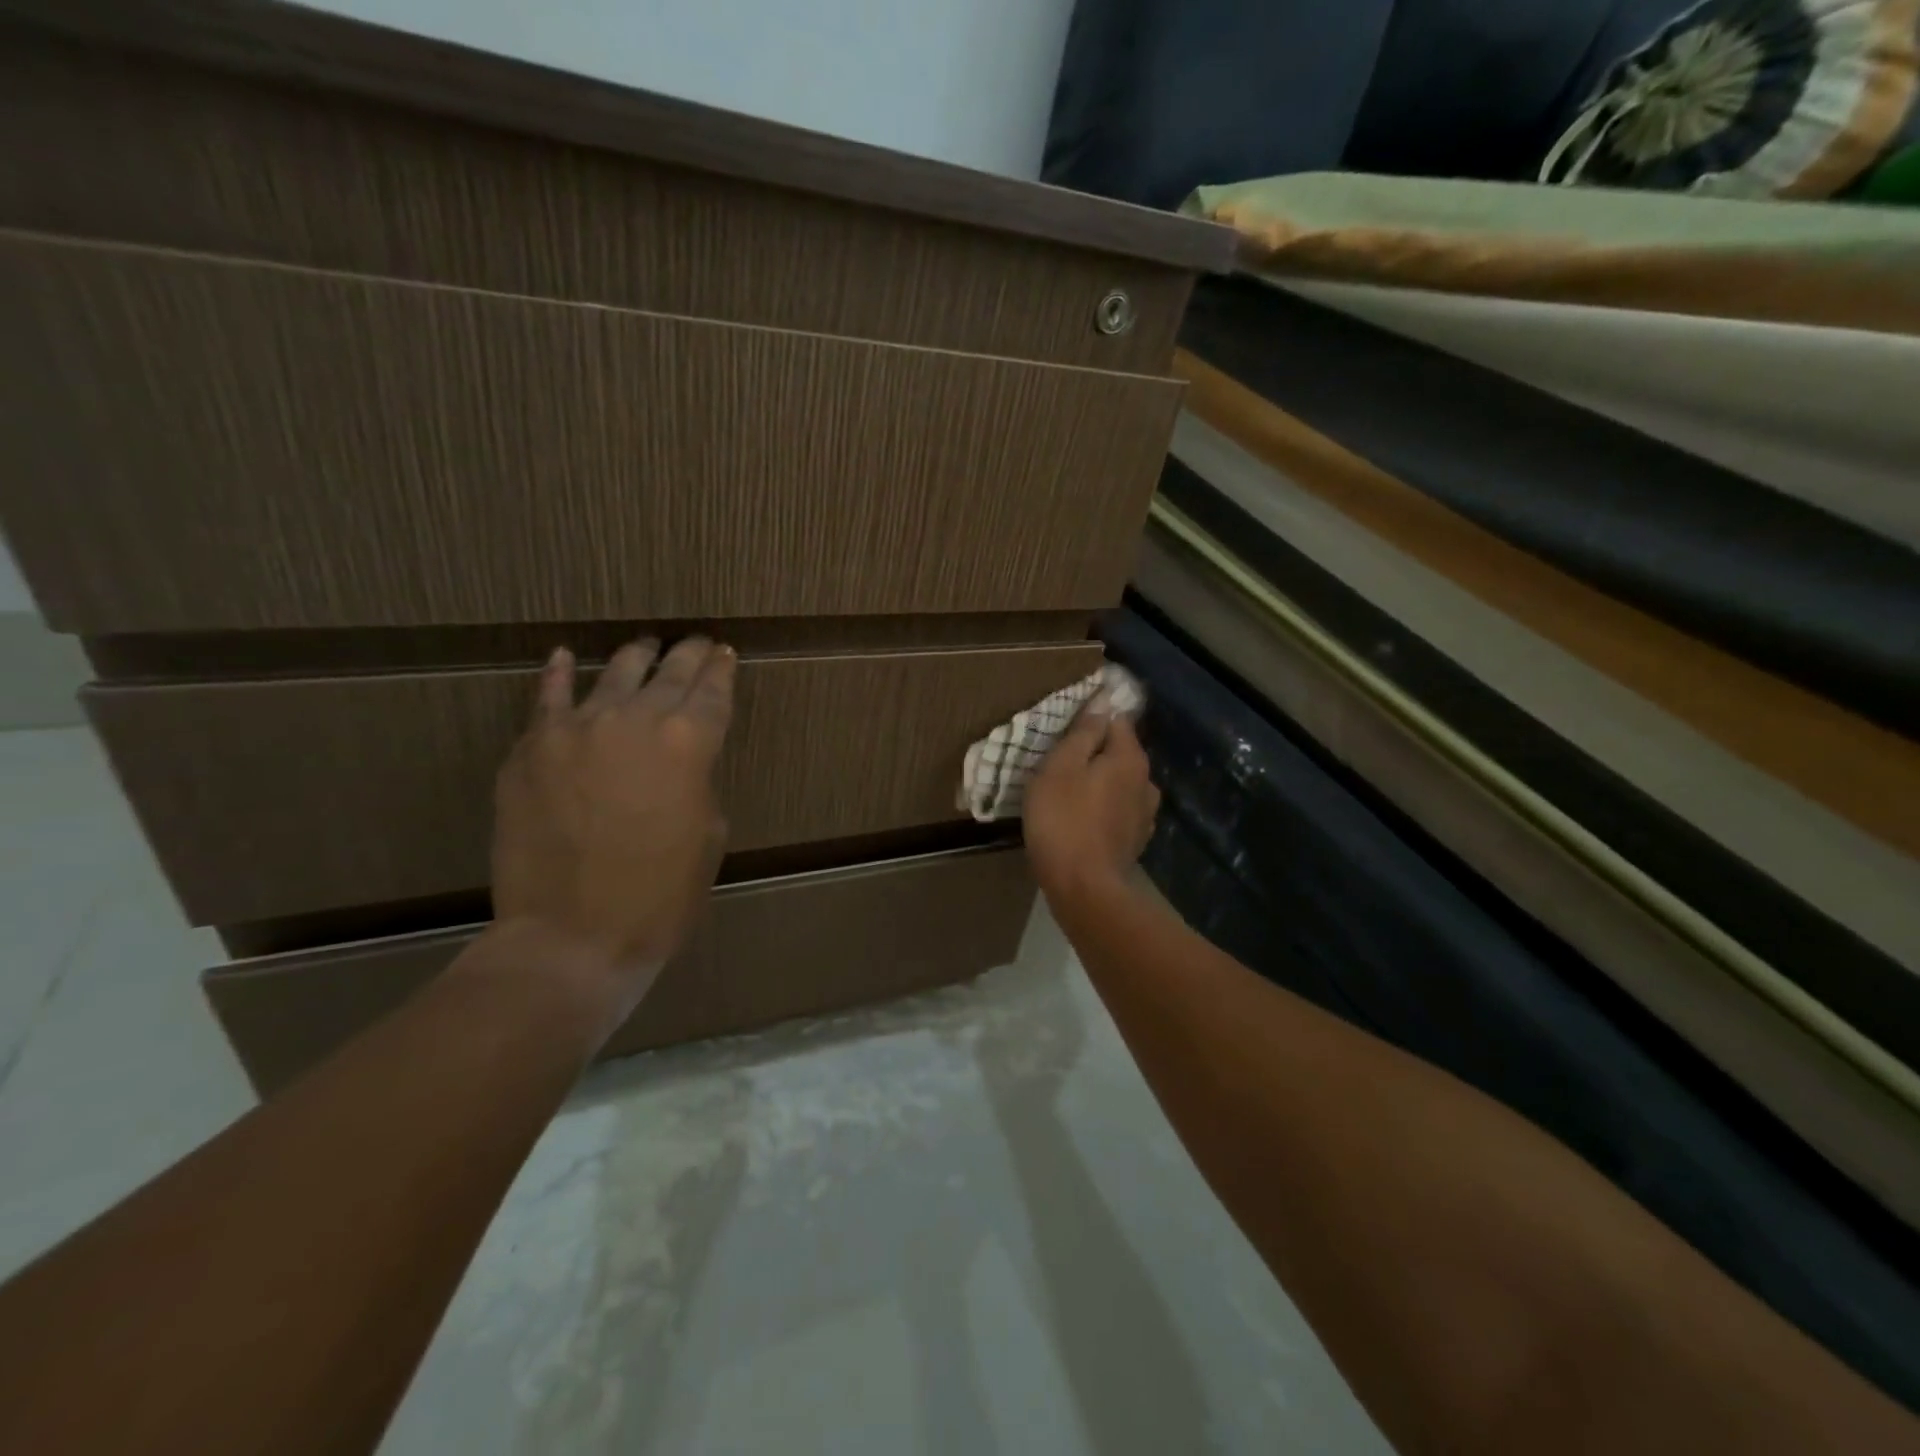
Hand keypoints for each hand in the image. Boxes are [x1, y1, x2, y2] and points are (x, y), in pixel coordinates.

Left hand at [491, 636, 735, 995]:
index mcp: (690, 742)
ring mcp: (576, 728)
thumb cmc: (660, 896)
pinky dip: (557, 674)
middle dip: (687, 654)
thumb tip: (681, 760)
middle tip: (696, 643)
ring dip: (636, 657)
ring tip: (645, 647)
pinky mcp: (531, 748)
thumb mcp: (708, 833)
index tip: (725, 653)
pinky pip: (547, 698)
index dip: (722, 669)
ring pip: (613, 673)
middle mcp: (636, 719)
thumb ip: (697, 780)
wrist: (572, 936)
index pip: (713, 690)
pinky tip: (564, 656)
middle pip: (668, 672)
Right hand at [1024, 695, 1159, 906]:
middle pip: (1119, 753)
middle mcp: (1146, 781)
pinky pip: (1118, 812)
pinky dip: (1103, 809)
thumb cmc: (1064, 820)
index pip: (1116, 719)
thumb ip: (1083, 733)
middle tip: (1059, 760)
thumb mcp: (1061, 767)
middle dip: (1094, 752)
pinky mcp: (1134, 841)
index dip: (1091, 717)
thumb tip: (1103, 702)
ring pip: (1120, 784)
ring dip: (1100, 783)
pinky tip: (1084, 820)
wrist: (1084, 889)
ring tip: (1070, 792)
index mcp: (1130, 758)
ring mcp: (1144, 815)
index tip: (1064, 727)